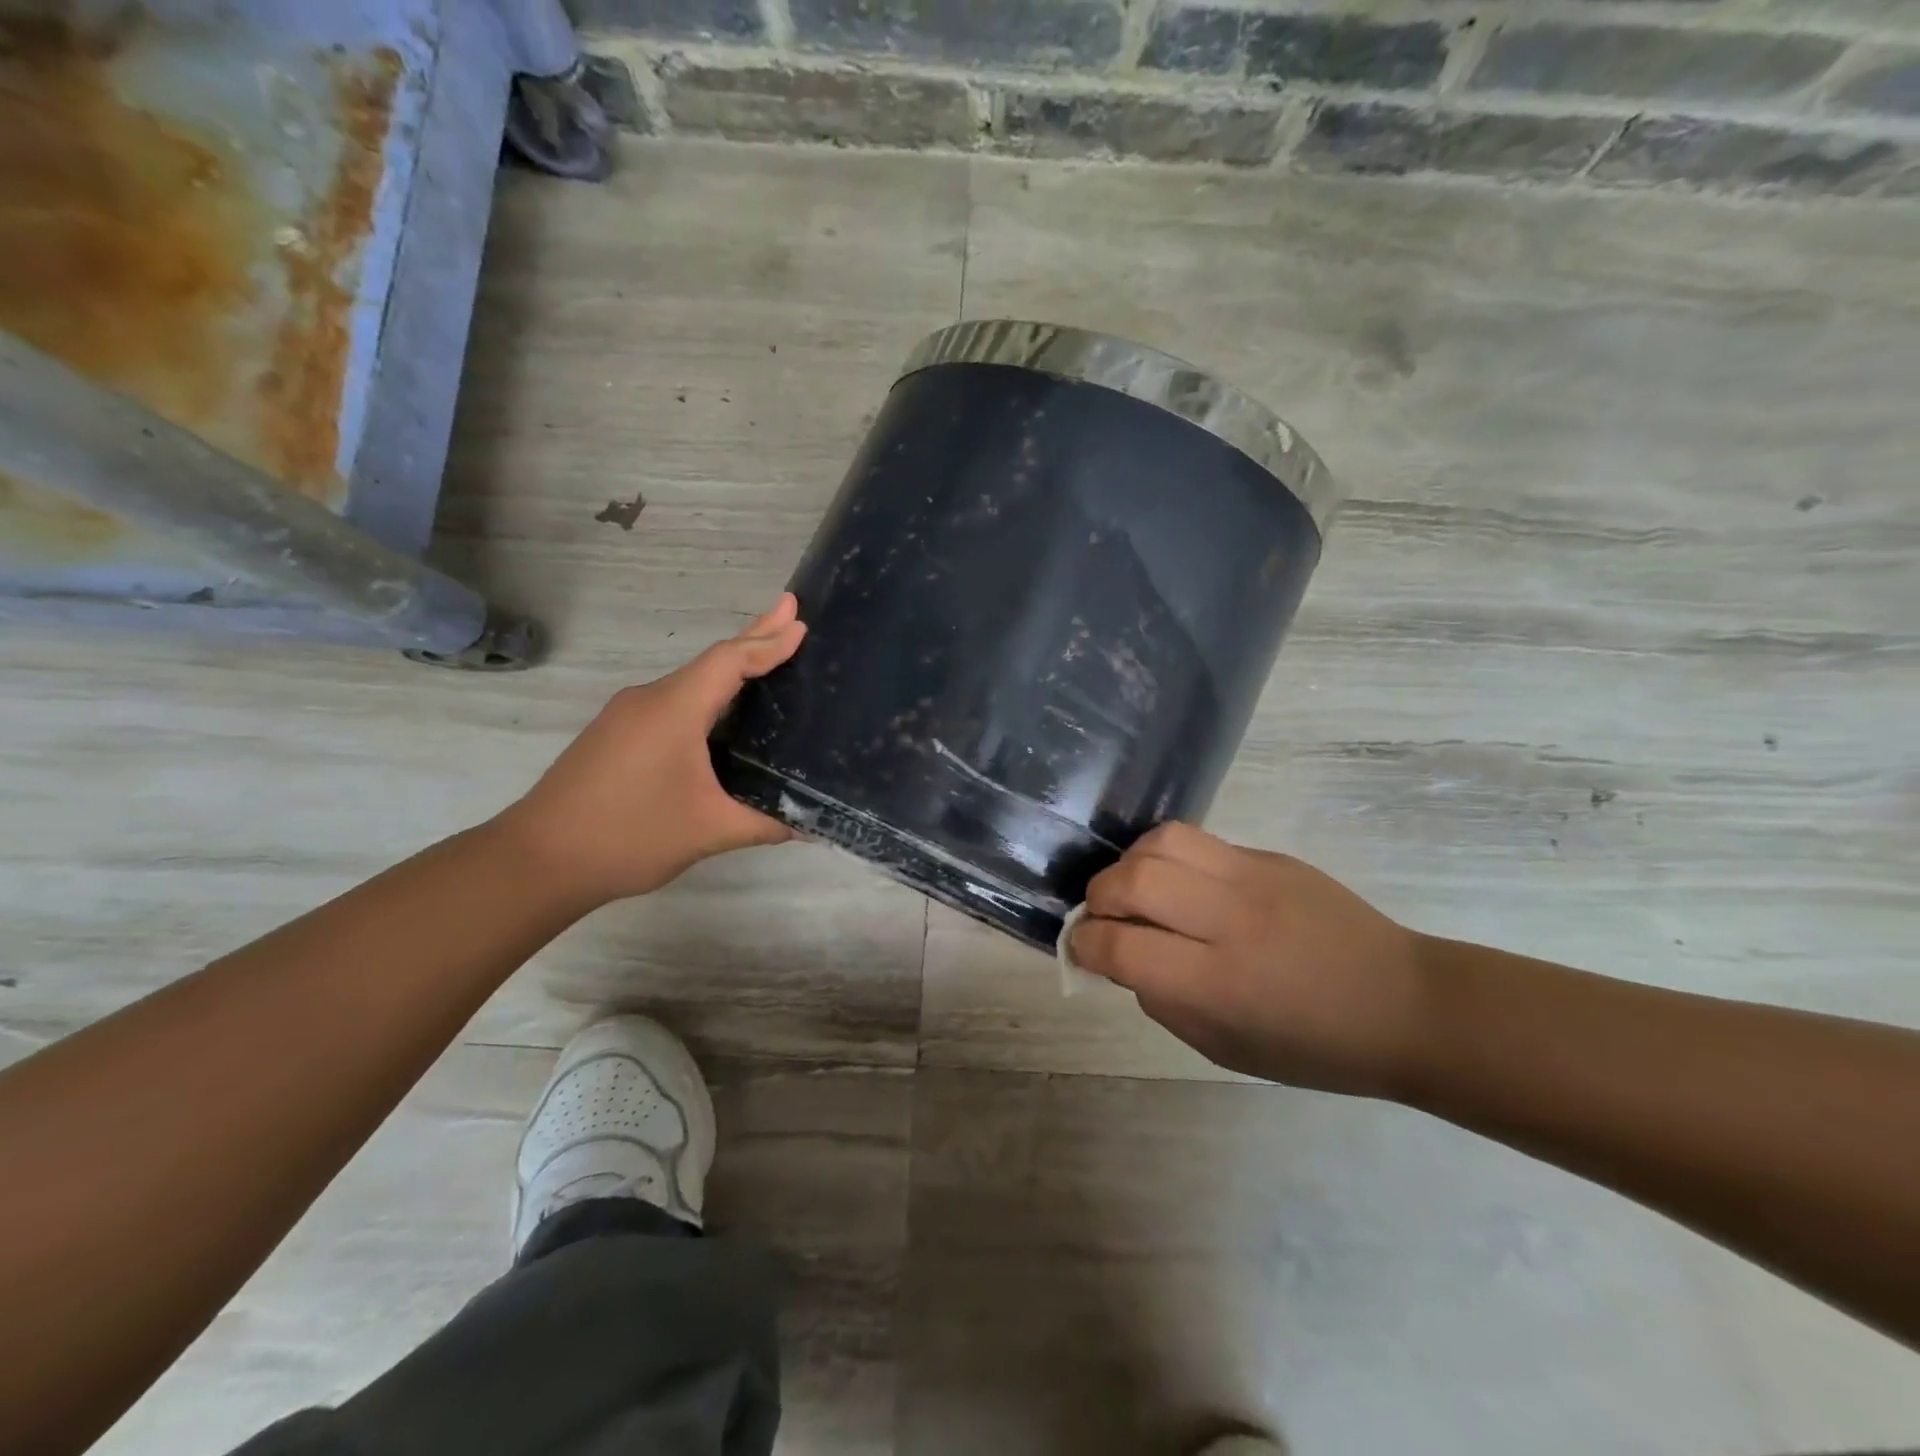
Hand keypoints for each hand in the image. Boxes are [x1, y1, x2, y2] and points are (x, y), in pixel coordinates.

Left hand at [496, 595, 806, 906]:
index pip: (729, 662)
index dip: (768, 642)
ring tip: (769, 658)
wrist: (537, 860)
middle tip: (790, 609)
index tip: (802, 625)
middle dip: (754, 633)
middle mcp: (649, 700)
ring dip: (731, 668)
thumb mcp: (709, 832)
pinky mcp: (617, 735)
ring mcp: (628, 716)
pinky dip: (708, 694)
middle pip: (711, 660)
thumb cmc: (627, 836)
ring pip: (691, 682)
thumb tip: (808, 823)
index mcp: (673, 710)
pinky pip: (673, 702)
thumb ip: (764, 823)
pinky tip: (723, 712)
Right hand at [1069, 823, 1428, 1096]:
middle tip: (1103, 917)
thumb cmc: (1315, 1046)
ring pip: (1161, 842)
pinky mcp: (1269, 856)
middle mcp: (1230, 920)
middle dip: (1098, 898)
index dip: (1085, 945)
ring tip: (1136, 890)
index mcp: (1217, 983)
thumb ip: (1162, 1001)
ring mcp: (1252, 877)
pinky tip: (1179, 882)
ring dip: (1129, 865)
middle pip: (1133, 880)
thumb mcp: (1224, 1048)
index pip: (1120, 945)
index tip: (1081, 950)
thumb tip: (1123, 957)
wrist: (1405, 1003)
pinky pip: (1197, 839)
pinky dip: (1167, 857)